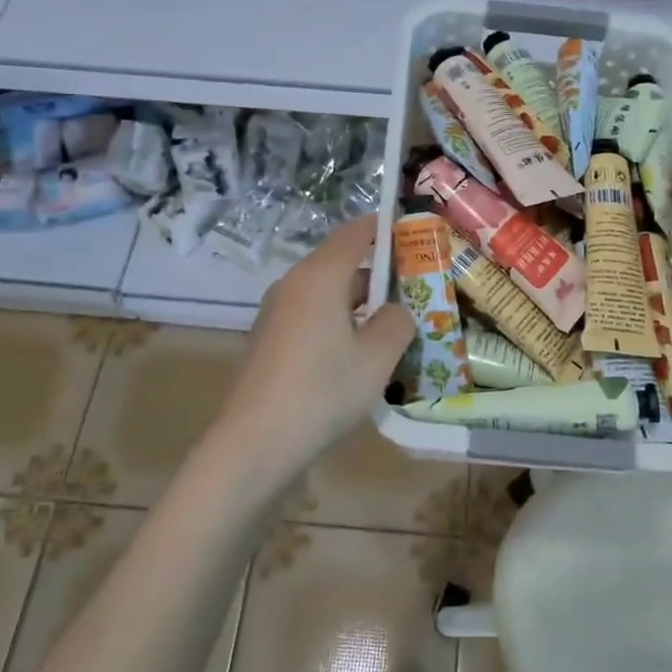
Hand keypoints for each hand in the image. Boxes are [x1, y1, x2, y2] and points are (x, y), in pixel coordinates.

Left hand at [209, 213, 414, 482]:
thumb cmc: (322, 391)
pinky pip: (312, 315)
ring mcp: (277, 313)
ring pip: (328, 293)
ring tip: (395, 329)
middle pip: (342, 263)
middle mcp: (294, 284)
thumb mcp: (377, 358)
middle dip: (381, 274)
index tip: (414, 235)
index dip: (385, 228)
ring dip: (361, 304)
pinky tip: (358, 356)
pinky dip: (340, 322)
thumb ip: (397, 323)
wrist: (254, 443)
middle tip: (417, 292)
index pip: (355, 233)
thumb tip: (398, 311)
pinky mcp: (270, 339)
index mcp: (319, 276)